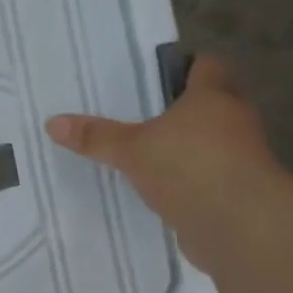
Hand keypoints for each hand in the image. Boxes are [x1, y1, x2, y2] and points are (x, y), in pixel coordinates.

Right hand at [44, 56, 279, 261]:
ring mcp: (240, 158)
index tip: (154, 78)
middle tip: (140, 116)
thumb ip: (96, 137)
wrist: (240, 226)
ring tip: (144, 154)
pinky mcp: (237, 192)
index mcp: (213, 96)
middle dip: (180, 110)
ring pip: (209, 143)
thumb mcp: (131, 150)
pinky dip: (188, 180)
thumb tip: (52, 122)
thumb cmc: (190, 168)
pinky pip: (207, 177)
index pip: (206, 66)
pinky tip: (159, 190)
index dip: (184, 67)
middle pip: (210, 104)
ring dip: (185, 148)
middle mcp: (233, 120)